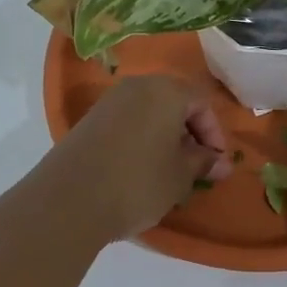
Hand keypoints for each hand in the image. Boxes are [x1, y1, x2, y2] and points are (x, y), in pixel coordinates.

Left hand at [40, 74, 232, 241]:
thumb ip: (203, 162)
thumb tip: (218, 160)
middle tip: (196, 166)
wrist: (68, 200)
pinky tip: (140, 170)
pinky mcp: (89, 120)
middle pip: (174, 102)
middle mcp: (137, 86)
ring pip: (149, 112)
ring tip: (169, 171)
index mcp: (166, 90)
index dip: (214, 133)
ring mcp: (109, 101)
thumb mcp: (180, 176)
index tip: (216, 163)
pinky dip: (141, 139)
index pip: (202, 102)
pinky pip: (127, 122)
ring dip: (165, 137)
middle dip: (190, 133)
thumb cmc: (137, 183)